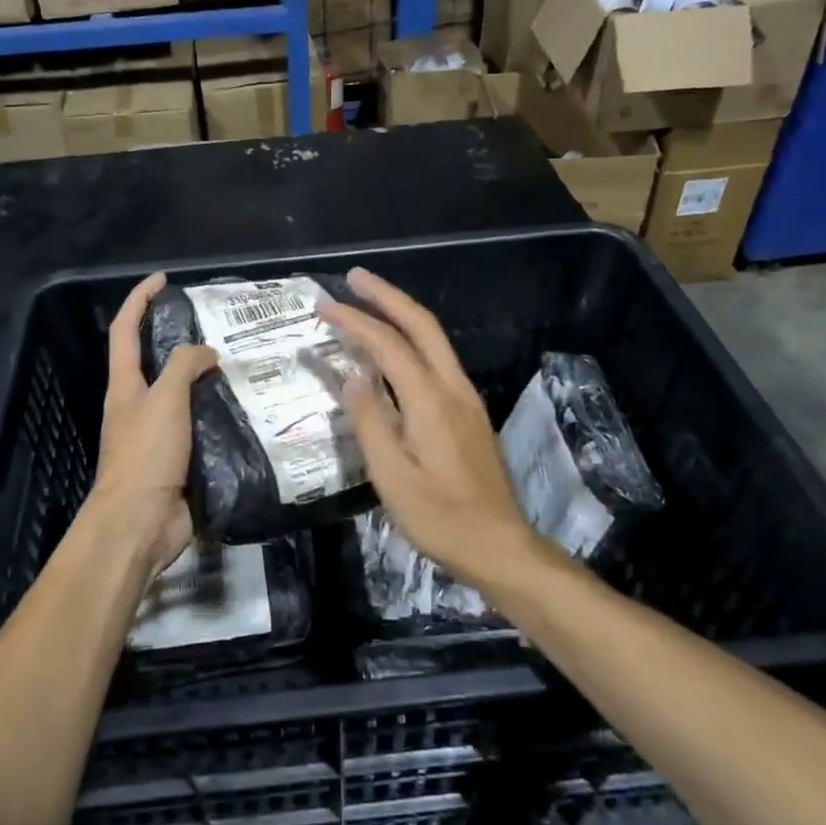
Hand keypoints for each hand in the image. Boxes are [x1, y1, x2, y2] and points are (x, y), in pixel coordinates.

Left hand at [82, 272, 217, 577]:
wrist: (140, 524)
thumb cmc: (145, 455)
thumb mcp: (164, 401)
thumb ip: (184, 367)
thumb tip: (206, 352)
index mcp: (126, 385)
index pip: (125, 330)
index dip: (139, 299)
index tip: (163, 279)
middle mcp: (139, 404)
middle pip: (157, 360)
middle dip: (181, 338)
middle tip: (220, 325)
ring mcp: (160, 433)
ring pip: (185, 394)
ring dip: (208, 378)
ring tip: (244, 362)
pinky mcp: (181, 458)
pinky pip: (203, 425)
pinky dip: (221, 413)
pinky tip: (249, 407)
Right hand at [321, 268, 539, 588]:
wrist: (500, 546)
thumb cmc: (440, 518)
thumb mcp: (393, 477)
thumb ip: (371, 422)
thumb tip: (352, 377)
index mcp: (431, 401)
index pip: (388, 345)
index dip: (355, 321)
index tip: (324, 306)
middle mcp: (453, 388)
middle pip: (421, 325)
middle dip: (387, 296)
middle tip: (354, 277)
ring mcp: (466, 399)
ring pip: (434, 339)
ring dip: (402, 313)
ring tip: (370, 302)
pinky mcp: (469, 412)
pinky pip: (437, 359)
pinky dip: (412, 339)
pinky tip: (395, 349)